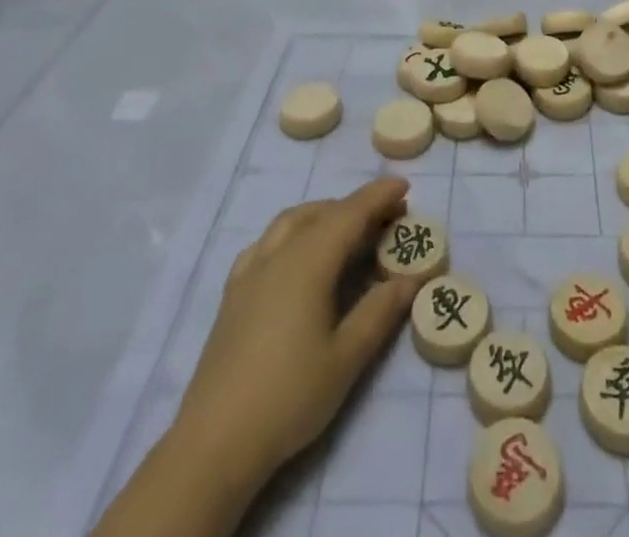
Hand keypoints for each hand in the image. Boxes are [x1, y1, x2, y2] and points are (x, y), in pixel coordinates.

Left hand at [171, 178, 421, 488]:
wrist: (215, 442)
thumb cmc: (289, 396)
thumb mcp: (347, 358)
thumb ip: (381, 311)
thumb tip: (413, 277)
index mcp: (308, 261)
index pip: (350, 213)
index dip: (378, 196)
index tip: (405, 186)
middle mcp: (278, 253)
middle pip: (321, 212)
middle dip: (356, 207)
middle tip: (387, 218)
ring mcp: (250, 271)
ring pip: (291, 220)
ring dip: (323, 214)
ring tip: (347, 230)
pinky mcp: (233, 292)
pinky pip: (267, 242)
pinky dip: (292, 232)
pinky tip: (297, 256)